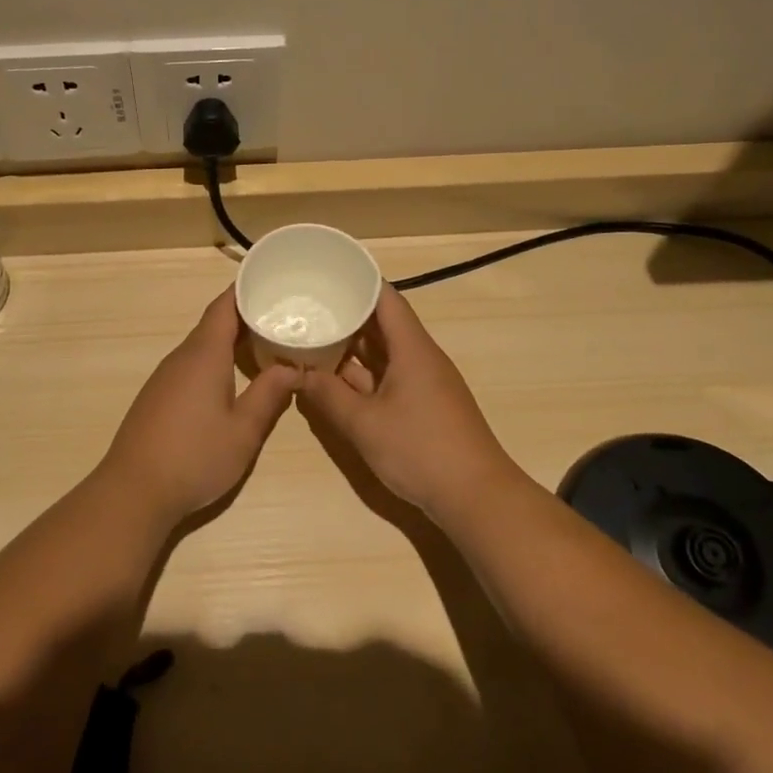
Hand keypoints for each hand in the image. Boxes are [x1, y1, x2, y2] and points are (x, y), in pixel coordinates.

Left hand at [98, 288, 298, 524]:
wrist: (134, 491)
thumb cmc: (194, 457)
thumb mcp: (244, 431)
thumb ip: (270, 395)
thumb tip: (293, 367)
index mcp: (204, 355)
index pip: (224, 307)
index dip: (245, 290)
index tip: (271, 280)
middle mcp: (181, 357)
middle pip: (214, 324)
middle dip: (245, 315)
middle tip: (281, 314)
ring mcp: (165, 377)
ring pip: (202, 346)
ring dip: (230, 340)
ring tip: (264, 343)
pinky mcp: (157, 397)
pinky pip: (191, 364)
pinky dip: (215, 360)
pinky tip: (232, 378)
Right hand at [298, 285, 519, 515]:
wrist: (475, 497)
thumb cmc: (420, 450)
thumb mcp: (364, 424)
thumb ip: (328, 396)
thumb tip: (297, 374)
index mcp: (412, 349)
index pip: (385, 299)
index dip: (358, 283)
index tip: (327, 275)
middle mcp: (420, 358)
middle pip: (382, 325)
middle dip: (347, 315)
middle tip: (307, 307)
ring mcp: (423, 383)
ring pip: (383, 354)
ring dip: (352, 348)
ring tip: (312, 337)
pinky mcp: (422, 406)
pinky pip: (388, 378)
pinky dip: (362, 375)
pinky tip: (334, 380)